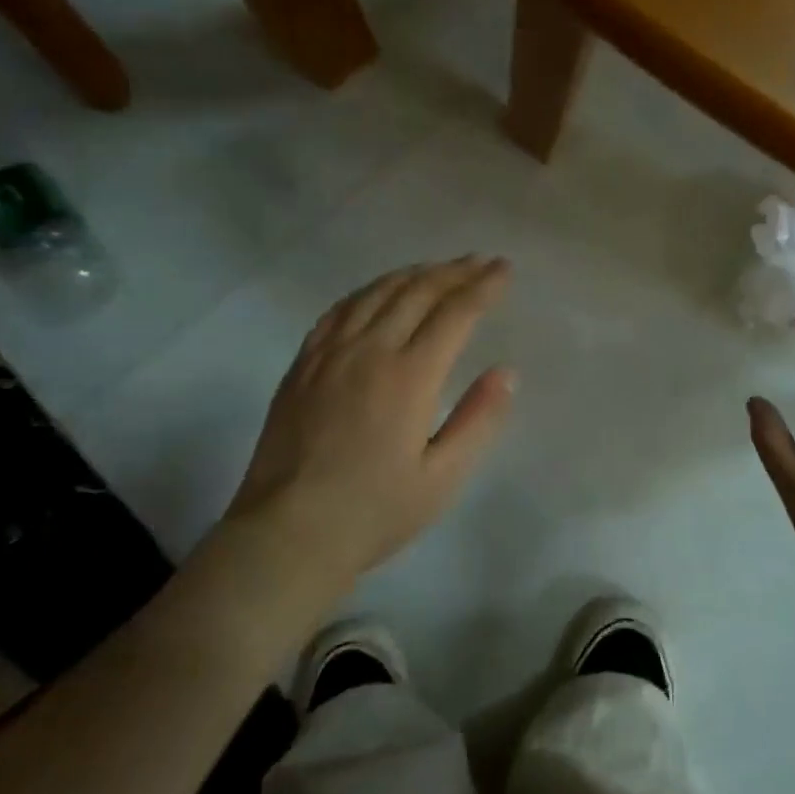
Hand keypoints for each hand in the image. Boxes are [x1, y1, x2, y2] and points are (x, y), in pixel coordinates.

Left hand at [225, 257, 515, 586]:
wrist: (289, 532)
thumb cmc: (374, 512)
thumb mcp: (442, 478)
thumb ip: (477, 420)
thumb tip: (505, 372)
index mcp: (410, 377)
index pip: (455, 313)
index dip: (483, 287)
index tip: (504, 269)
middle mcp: (369, 351)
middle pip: (417, 292)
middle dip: (454, 272)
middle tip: (479, 261)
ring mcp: (329, 354)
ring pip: (376, 293)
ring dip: (412, 274)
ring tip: (437, 268)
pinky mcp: (302, 365)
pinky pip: (338, 311)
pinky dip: (366, 291)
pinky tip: (377, 292)